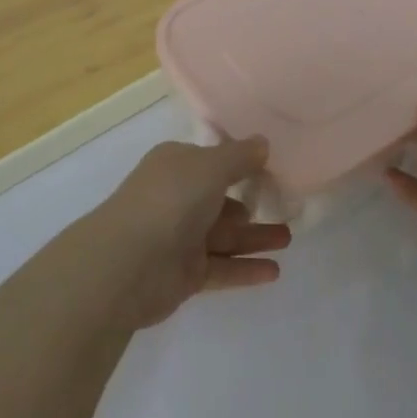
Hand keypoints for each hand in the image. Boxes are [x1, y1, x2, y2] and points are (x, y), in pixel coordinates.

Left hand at [93, 138, 290, 327]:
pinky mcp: (184, 274)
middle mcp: (176, 198)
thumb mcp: (211, 166)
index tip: (272, 168)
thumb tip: (262, 143)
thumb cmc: (170, 201)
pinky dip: (246, 268)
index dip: (239, 163)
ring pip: (224, 235)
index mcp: (176, 166)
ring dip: (255, 237)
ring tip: (288, 238)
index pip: (212, 160)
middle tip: (285, 208)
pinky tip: (274, 271)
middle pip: (220, 200)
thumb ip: (241, 156)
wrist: (127, 264)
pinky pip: (222, 267)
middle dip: (251, 204)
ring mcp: (179, 238)